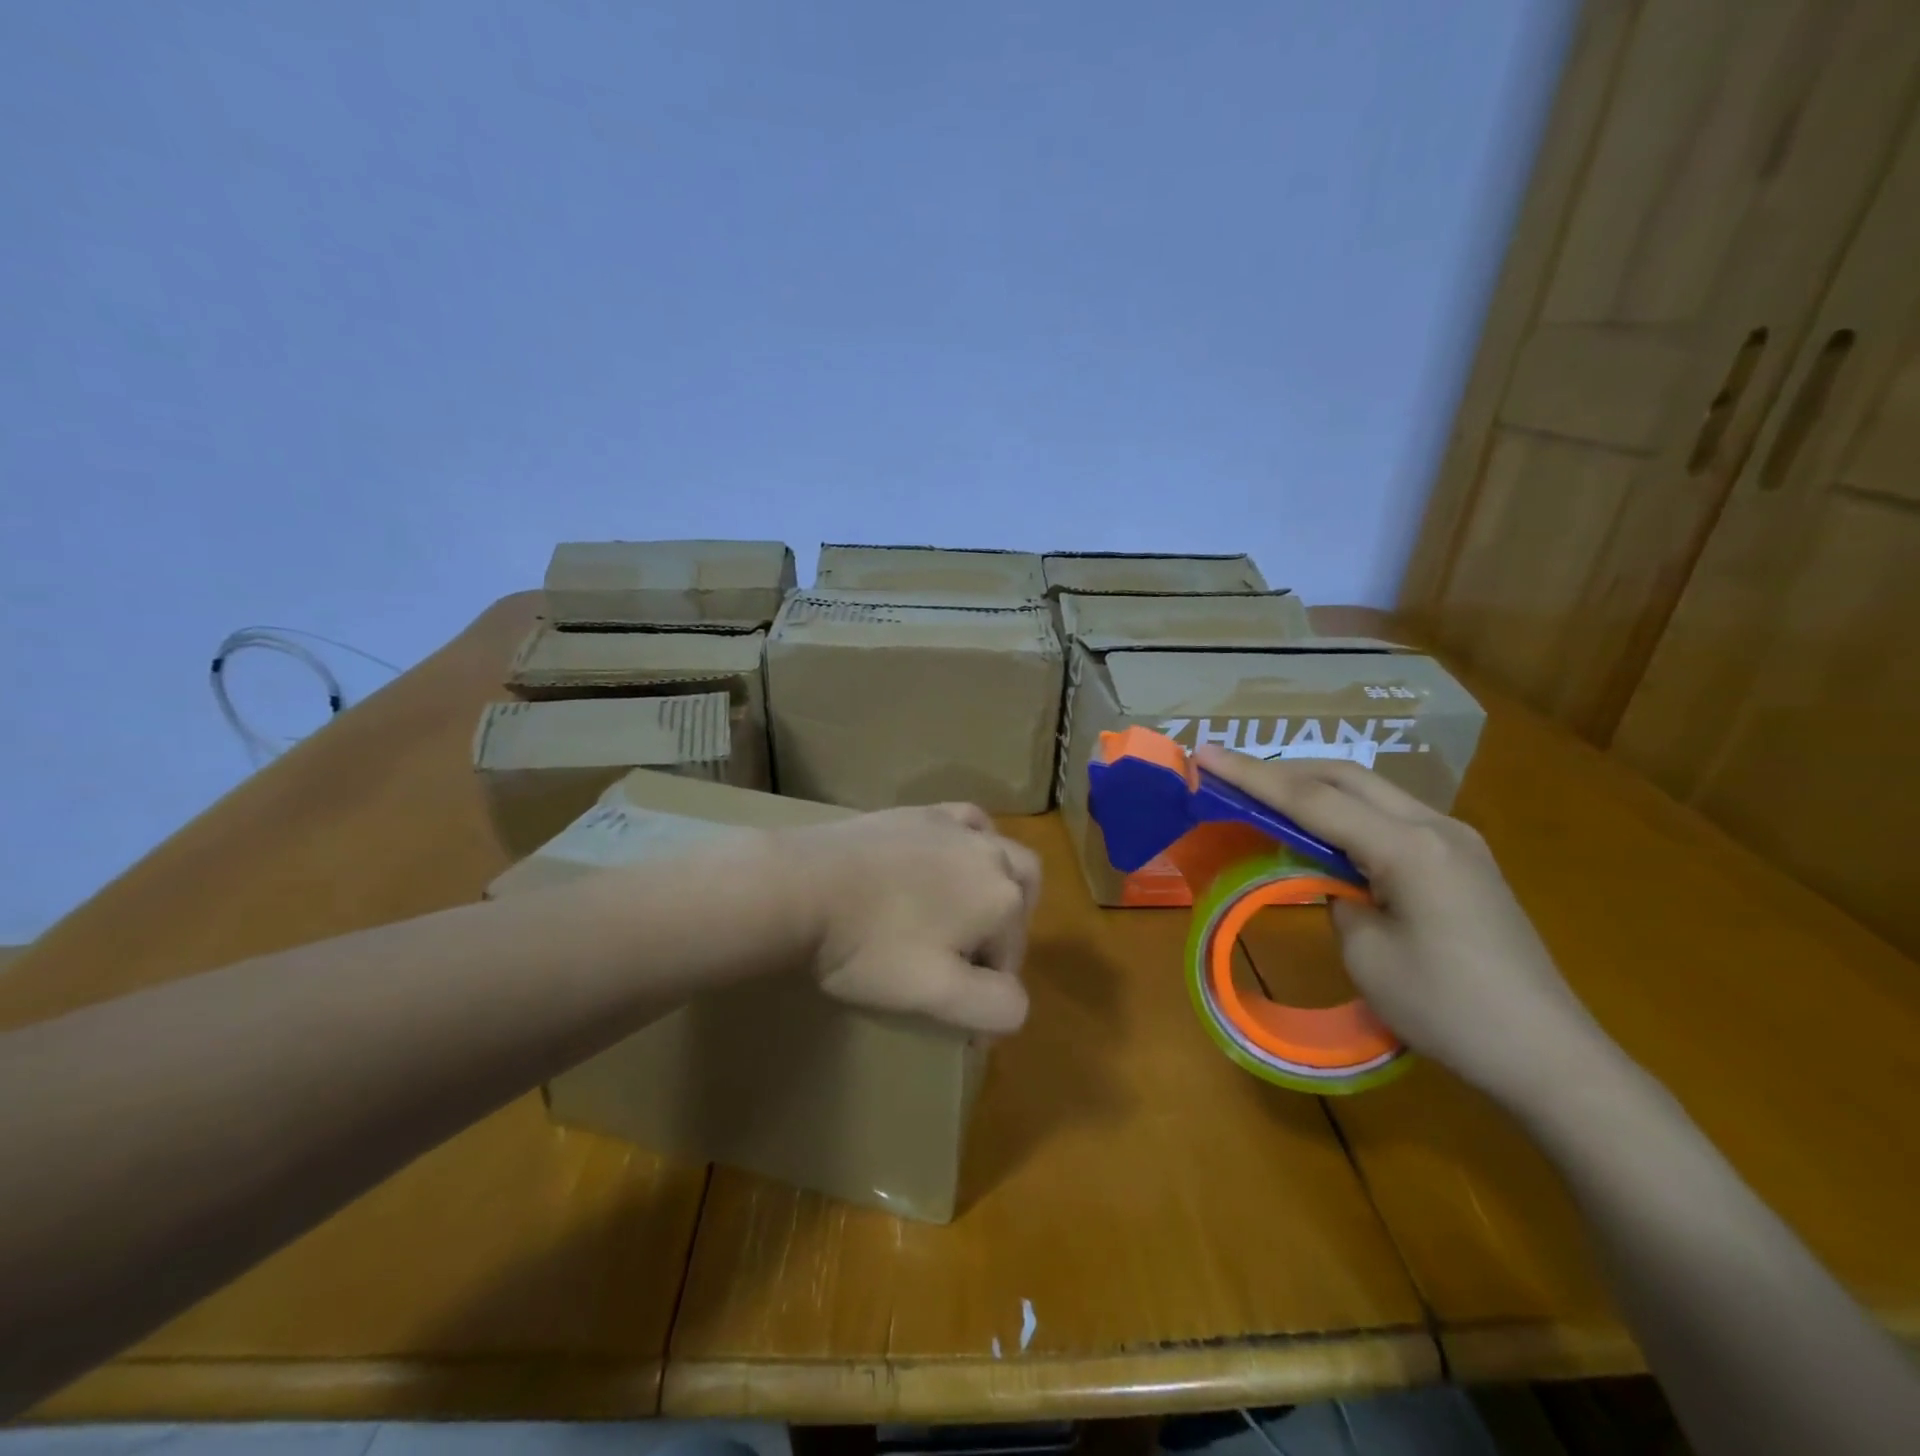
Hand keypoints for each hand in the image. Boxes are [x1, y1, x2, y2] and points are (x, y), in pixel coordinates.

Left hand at [774, 804, 1040, 1035]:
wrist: (802, 886)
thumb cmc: (869, 946)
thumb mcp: (936, 995)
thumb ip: (994, 1006)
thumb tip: (1017, 1002)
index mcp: (1002, 899)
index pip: (1011, 956)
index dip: (987, 987)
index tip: (952, 1010)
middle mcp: (991, 853)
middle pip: (1022, 897)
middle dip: (1007, 930)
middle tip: (968, 958)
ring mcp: (955, 826)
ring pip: (1001, 854)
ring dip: (998, 886)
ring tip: (963, 912)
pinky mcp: (921, 812)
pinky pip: (967, 821)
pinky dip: (973, 841)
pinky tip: (949, 856)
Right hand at [1195, 746, 1617, 1106]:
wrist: (1550, 1058)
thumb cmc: (1449, 1011)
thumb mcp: (1367, 954)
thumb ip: (1337, 897)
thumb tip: (1334, 878)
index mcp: (1409, 847)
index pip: (1313, 800)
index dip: (1253, 777)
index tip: (1206, 754)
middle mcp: (1436, 826)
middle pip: (1346, 777)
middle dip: (1283, 770)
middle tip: (1231, 774)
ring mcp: (1457, 840)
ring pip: (1372, 792)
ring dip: (1316, 789)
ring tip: (1268, 798)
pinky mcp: (1464, 860)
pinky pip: (1392, 817)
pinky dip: (1348, 813)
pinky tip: (1326, 832)